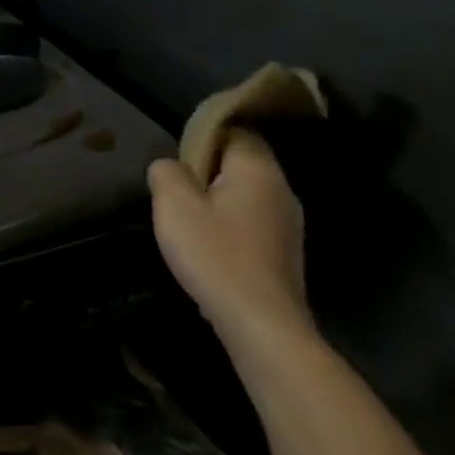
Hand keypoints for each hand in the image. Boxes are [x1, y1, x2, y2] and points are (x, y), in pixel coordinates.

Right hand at [147, 131, 312, 351]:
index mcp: (258, 170)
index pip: (235, 130)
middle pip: (240, 162)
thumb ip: (166, 173)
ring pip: (245, 193)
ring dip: (216, 200)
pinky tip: (210, 248)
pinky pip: (251, 221)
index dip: (203, 137)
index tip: (177, 159)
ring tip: (188, 221)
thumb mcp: (174, 206)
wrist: (260, 323)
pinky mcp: (284, 251)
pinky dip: (229, 225)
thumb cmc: (215, 255)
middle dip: (206, 171)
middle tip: (175, 192)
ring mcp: (288, 223)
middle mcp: (281, 190)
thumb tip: (169, 165)